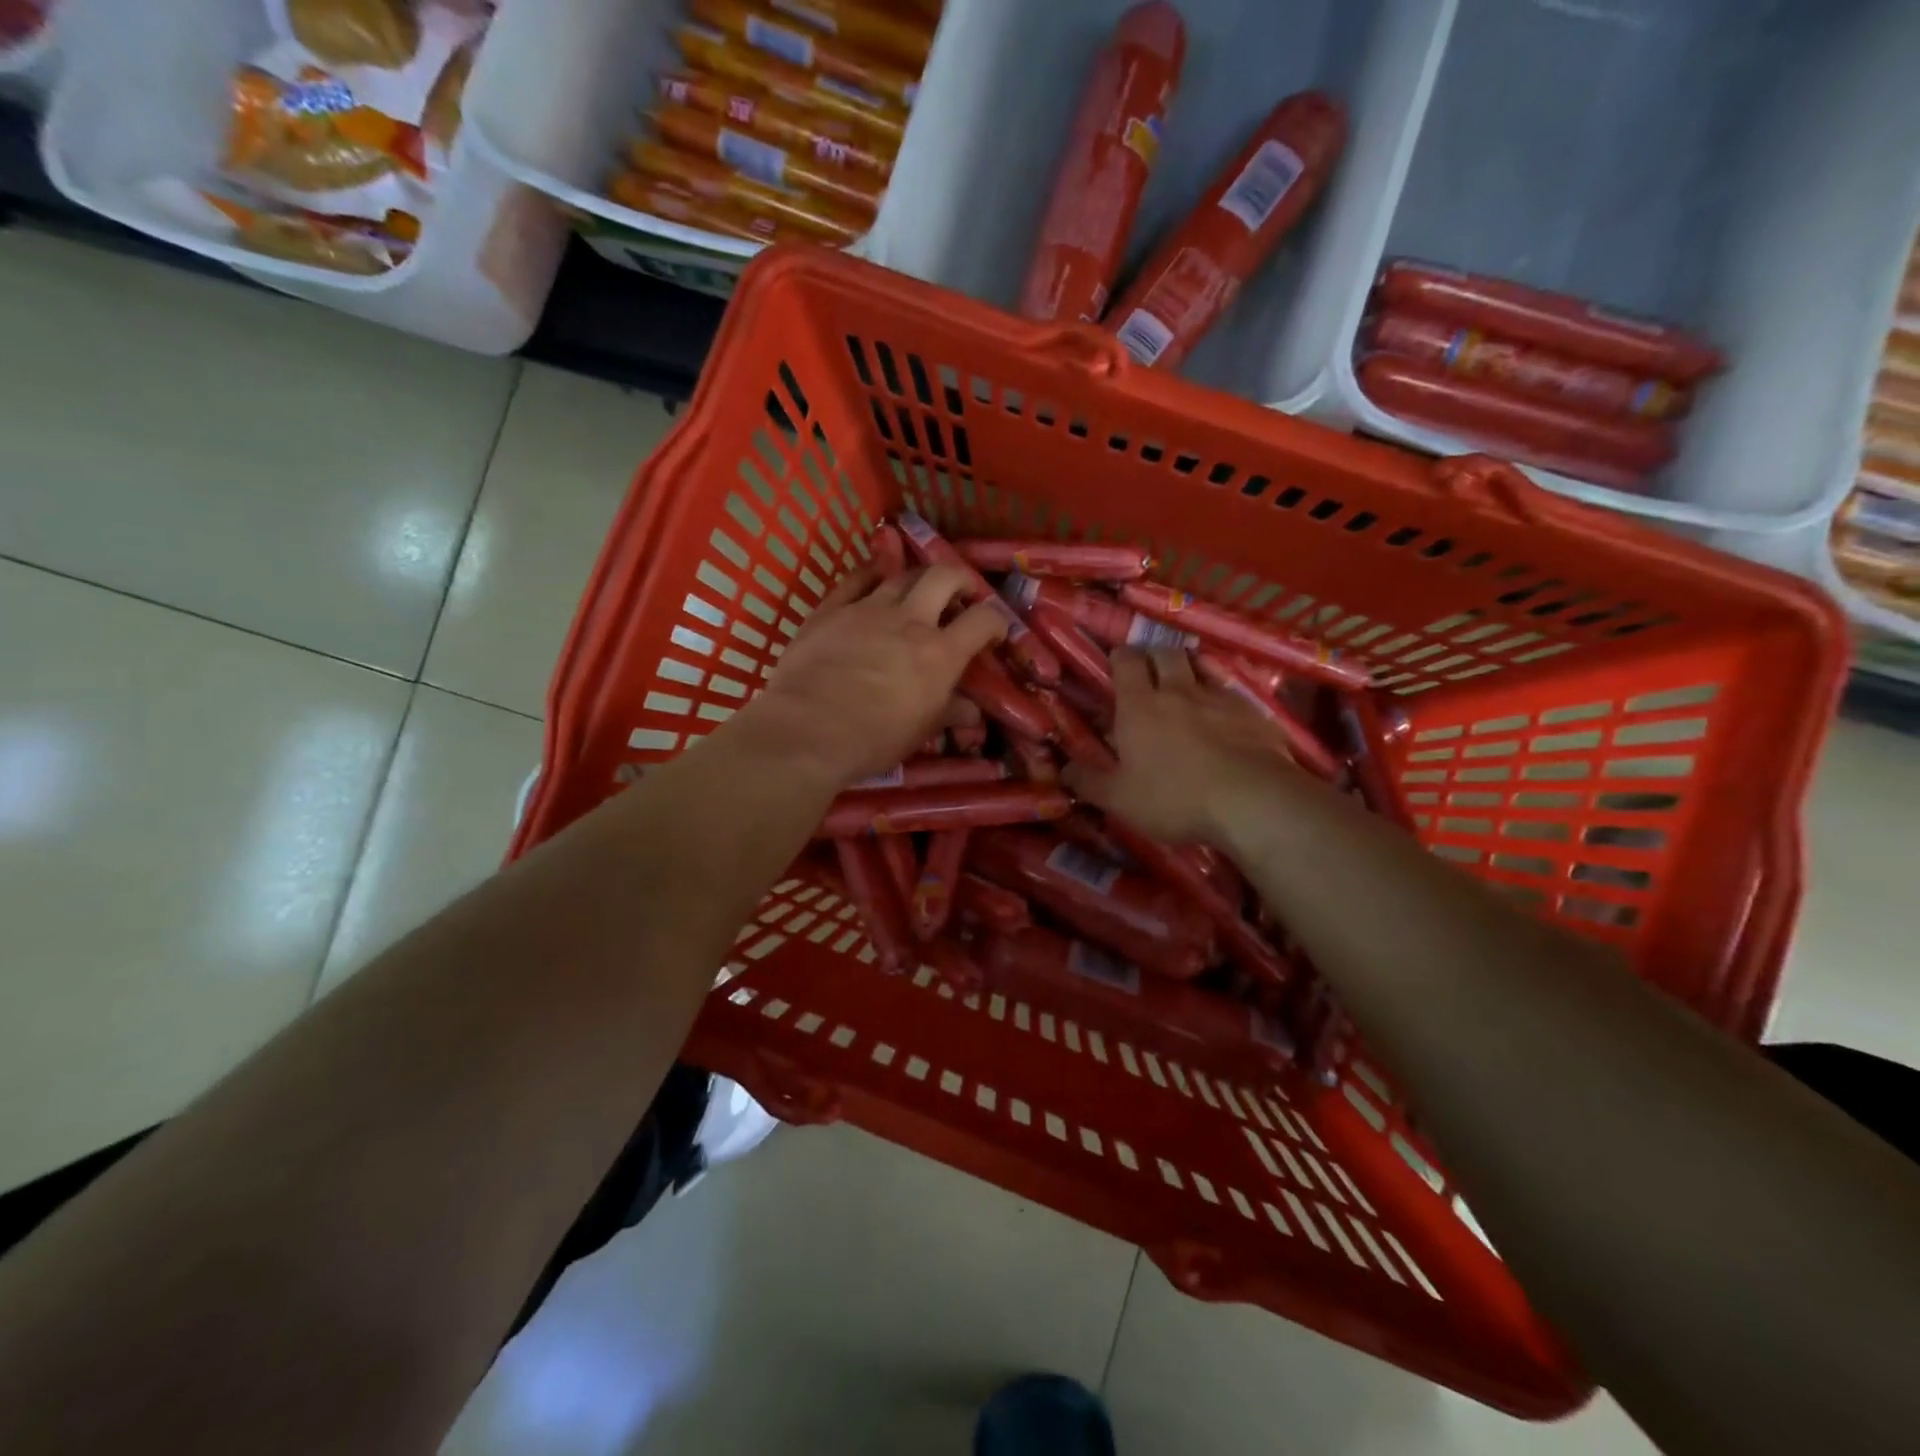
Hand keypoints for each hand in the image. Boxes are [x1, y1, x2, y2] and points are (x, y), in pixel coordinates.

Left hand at [733, 564, 1007, 785]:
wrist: (807, 731)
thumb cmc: (873, 739)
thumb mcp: (921, 731)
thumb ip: (950, 713)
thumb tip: (973, 713)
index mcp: (940, 652)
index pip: (984, 619)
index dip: (996, 620)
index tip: (994, 632)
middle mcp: (910, 619)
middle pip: (945, 576)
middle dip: (962, 580)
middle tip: (962, 594)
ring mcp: (867, 608)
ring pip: (902, 574)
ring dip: (918, 578)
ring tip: (919, 592)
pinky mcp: (831, 609)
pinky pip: (856, 579)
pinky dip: (872, 575)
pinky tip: (876, 580)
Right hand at [1064, 649, 1297, 844]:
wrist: (1252, 802)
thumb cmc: (1174, 798)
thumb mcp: (1120, 799)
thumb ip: (1088, 782)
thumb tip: (1064, 769)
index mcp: (1139, 706)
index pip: (1127, 661)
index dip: (1121, 657)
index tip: (1117, 664)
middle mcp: (1178, 690)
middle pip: (1165, 652)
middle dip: (1154, 655)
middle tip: (1149, 672)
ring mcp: (1219, 698)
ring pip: (1200, 667)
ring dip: (1189, 670)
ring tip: (1185, 688)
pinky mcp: (1253, 713)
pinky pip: (1231, 693)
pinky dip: (1221, 697)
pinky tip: (1223, 718)